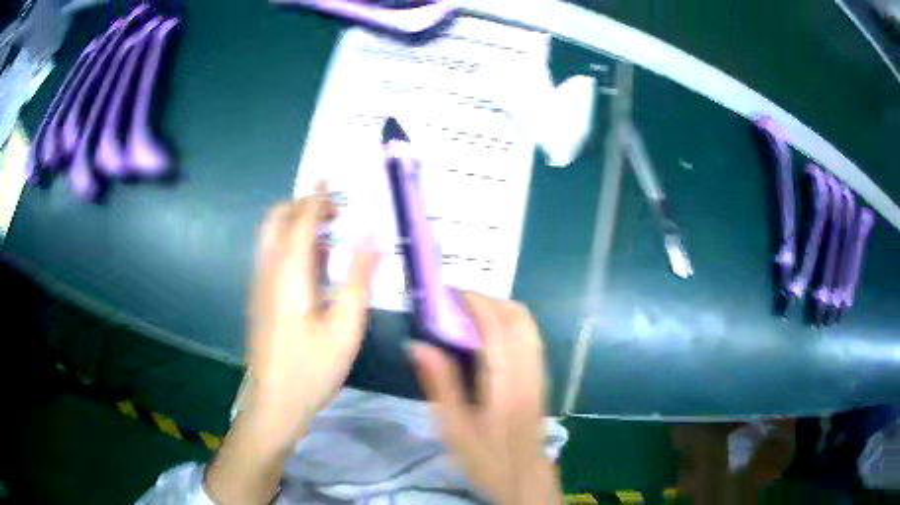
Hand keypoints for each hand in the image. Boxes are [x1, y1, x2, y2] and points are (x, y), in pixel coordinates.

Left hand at [243, 181, 378, 441]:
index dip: (317, 197)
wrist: (275, 402)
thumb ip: (358, 277)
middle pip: (276, 220)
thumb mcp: (346, 325)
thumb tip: (371, 235)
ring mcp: (259, 285)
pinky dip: (290, 244)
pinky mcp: (259, 299)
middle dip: (302, 206)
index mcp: (289, 272)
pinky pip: (271, 256)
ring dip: (296, 225)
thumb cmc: (313, 367)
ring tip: (330, 235)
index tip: (329, 179)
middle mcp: (268, 270)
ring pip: (271, 237)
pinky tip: (314, 267)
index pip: (301, 220)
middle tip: (334, 212)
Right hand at [410, 293, 561, 504]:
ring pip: (529, 327)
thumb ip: (440, 384)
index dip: (475, 303)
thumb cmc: (487, 459)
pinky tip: (491, 338)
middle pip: (520, 318)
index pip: (496, 327)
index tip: (450, 293)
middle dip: (491, 301)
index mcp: (505, 383)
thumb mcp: (454, 429)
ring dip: (503, 311)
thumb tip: (419, 345)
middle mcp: (528, 371)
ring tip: (472, 317)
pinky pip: (531, 340)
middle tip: (458, 305)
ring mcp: (540, 375)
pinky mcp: (541, 381)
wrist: (525, 479)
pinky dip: (512, 326)